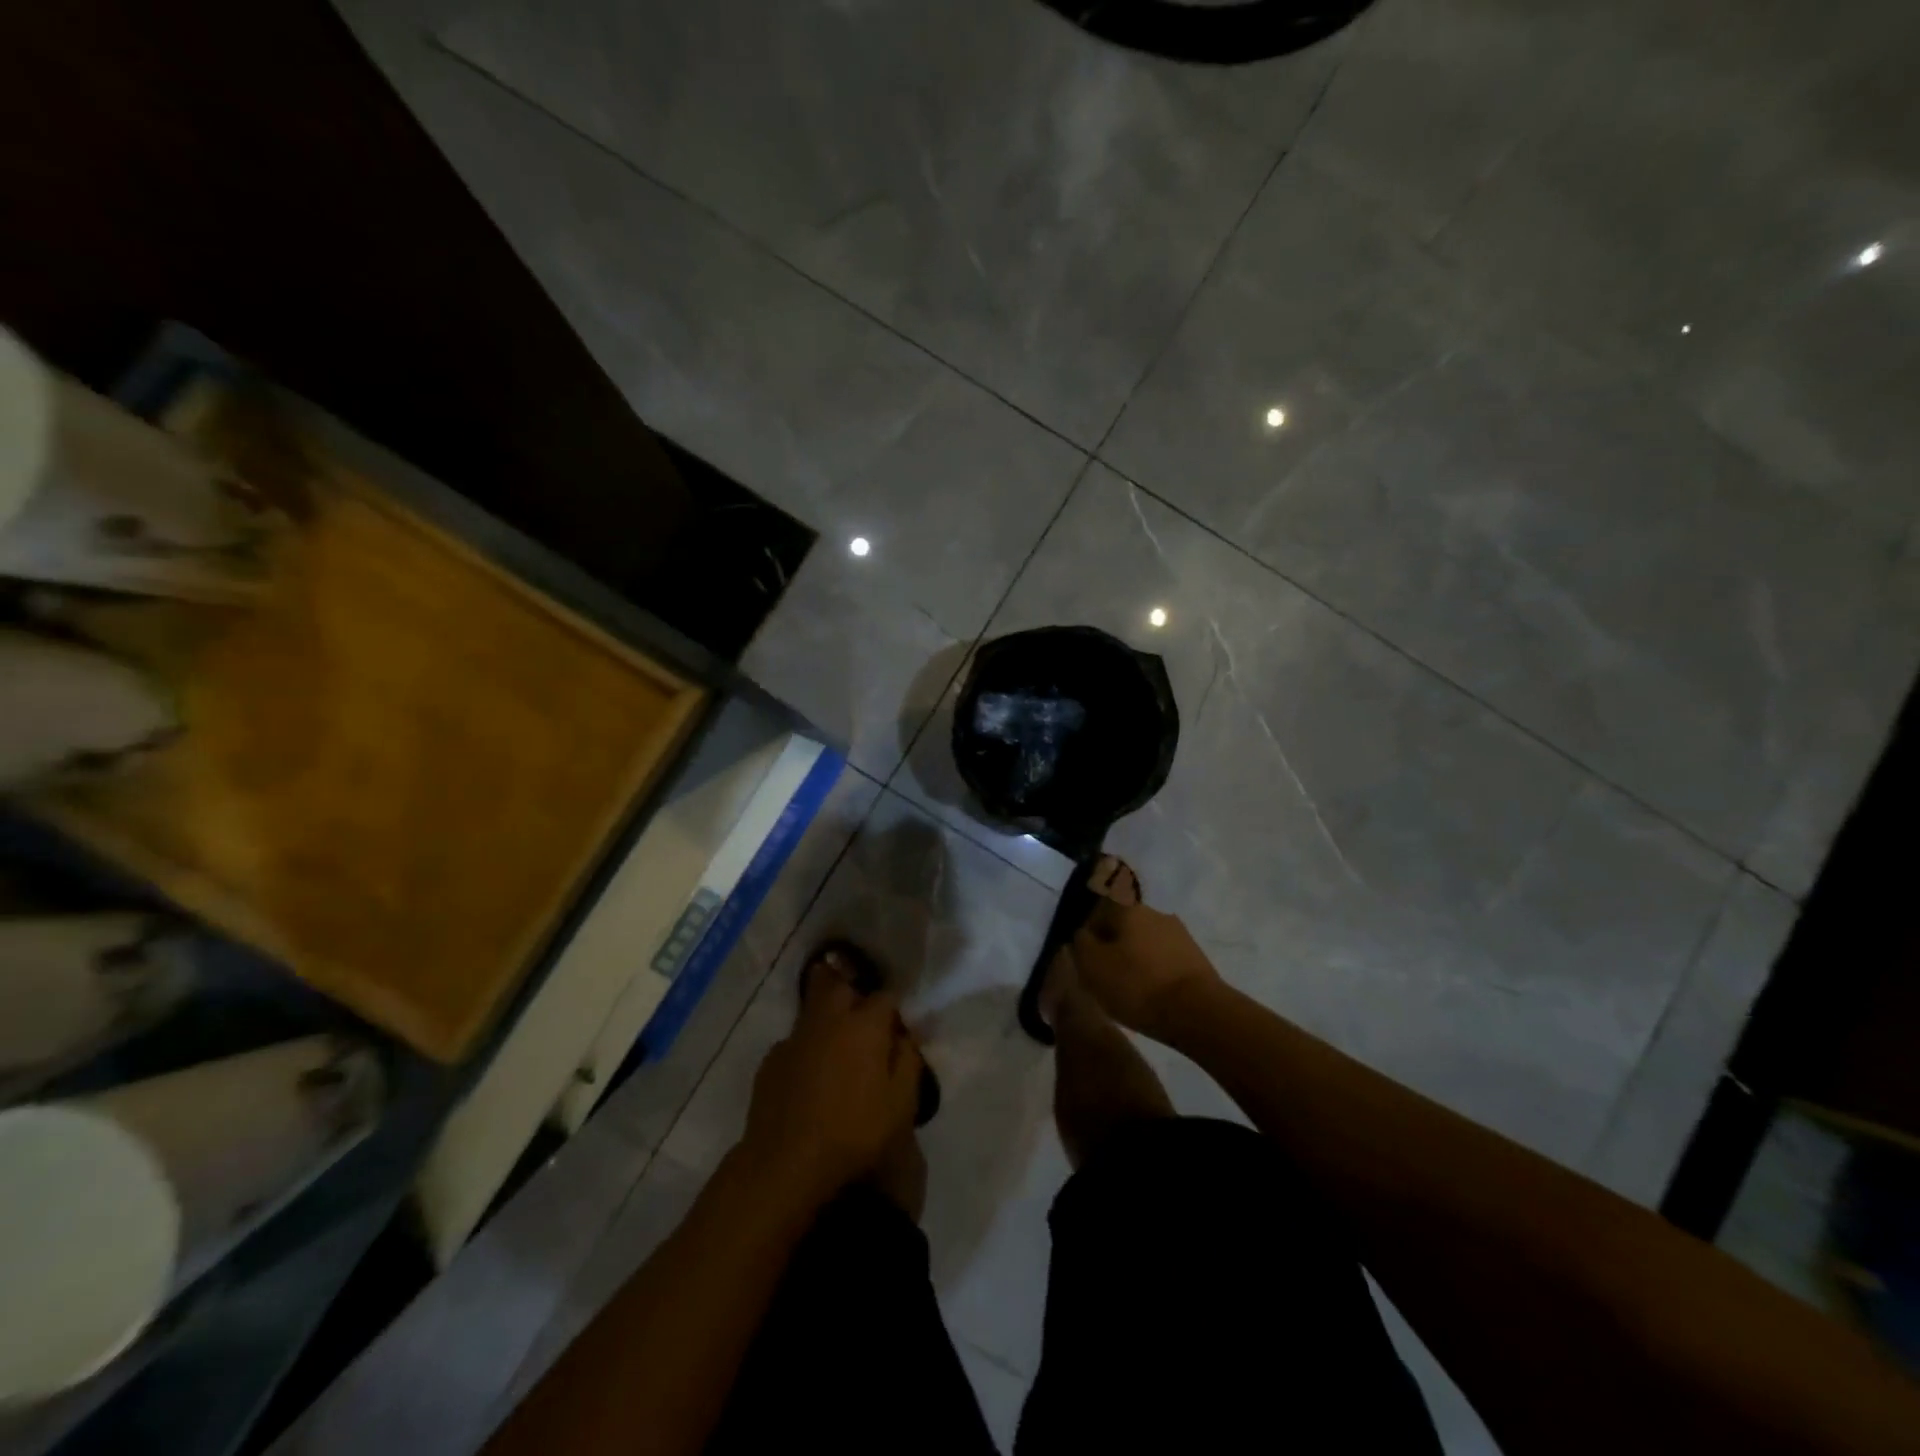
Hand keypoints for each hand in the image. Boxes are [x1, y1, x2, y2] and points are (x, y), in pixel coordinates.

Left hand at [741, 966, 922, 1205]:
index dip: (894, 1008)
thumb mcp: (900, 1103)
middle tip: (863, 1021)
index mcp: (864, 1025)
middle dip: (853, 993)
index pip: (886, 996)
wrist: (785, 1163)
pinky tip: (809, 1075)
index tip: (898, 1028)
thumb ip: (908, 1060)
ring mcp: (795, 1037)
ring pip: (813, 1009)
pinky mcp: (771, 1059)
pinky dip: (806, 1048)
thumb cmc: (853, 1132)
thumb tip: (906, 1034)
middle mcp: (828, 1019)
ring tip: (837, 1045)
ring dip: (828, 1016)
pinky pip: (795, 1041)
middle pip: (840, 985)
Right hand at [1064, 894, 1222, 1040]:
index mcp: (1128, 908)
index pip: (1099, 909)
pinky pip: (1164, 960)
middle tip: (1104, 975)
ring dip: (1135, 960)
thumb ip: (1081, 943)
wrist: (1198, 1012)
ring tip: (1128, 990)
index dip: (1088, 933)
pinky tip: (1151, 996)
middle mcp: (1155, 912)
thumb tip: (1084, 934)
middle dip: (1113, 946)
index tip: (1084, 959)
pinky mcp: (1196, 958)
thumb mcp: (1092, 965)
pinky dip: (1154, 973)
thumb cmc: (1137, 985)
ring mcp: (1179, 934)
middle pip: (1124, 925)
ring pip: (1145, 943)